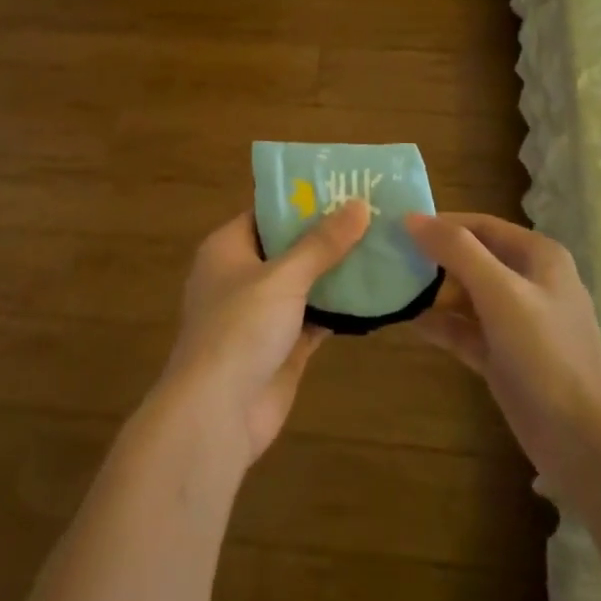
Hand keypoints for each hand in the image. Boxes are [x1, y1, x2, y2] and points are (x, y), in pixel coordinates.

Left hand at [156, 200, 370, 466]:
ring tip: (383, 246)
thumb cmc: (240, 329)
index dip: (303, 199)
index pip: (267, 212)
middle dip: (328, 235)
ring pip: (305, 283)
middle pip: (289, 247)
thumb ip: (321, 243)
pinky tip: (376, 294)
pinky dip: (340, 308)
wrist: (217, 413)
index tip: (344, 186)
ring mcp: (262, 314)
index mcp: (228, 249)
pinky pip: (315, 317)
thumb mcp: (283, 277)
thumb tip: (358, 205)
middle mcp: (242, 276)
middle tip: (374, 214)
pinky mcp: (282, 347)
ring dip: (338, 271)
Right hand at [406, 213, 600, 509]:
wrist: (584, 441)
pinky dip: (439, 324)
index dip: (440, 223)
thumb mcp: (501, 293)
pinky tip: (406, 321)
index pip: (480, 225)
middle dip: (432, 257)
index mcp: (537, 256)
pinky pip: (464, 330)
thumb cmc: (547, 354)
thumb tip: (411, 218)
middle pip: (471, 257)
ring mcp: (515, 321)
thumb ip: (458, 251)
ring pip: (465, 295)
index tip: (395, 226)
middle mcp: (527, 282)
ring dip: (432, 291)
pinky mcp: (503, 355)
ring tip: (387, 286)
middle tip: (385, 257)